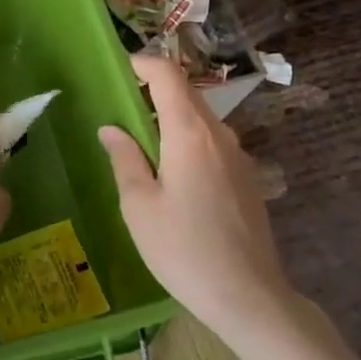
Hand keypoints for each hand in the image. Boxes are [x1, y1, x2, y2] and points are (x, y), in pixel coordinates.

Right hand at [98, 55, 293, 328]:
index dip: (143, 63)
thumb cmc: (183, 249)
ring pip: (200, 119)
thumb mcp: (139, 206)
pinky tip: (169, 172)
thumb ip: (124, 159)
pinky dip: (186, 140)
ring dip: (169, 118)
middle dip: (153, 91)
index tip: (119, 69)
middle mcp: (219, 135)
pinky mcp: (246, 178)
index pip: (168, 76)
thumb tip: (111, 129)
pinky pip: (211, 143)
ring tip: (139, 142)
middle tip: (119, 106)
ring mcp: (238, 156)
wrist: (248, 296)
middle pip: (186, 94)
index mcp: (190, 133)